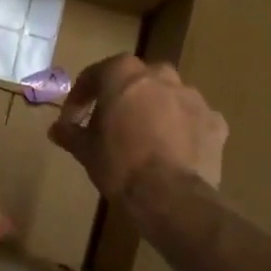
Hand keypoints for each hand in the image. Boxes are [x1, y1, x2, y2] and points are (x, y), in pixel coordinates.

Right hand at [49, 53, 227, 201]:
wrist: (170, 196)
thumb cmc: (119, 164)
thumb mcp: (85, 150)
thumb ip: (70, 133)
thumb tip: (56, 129)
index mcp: (123, 73)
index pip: (94, 76)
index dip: (79, 98)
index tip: (72, 120)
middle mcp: (159, 75)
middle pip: (135, 81)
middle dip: (121, 98)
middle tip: (110, 124)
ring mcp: (192, 97)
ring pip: (166, 97)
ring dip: (154, 111)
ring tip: (144, 139)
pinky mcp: (215, 121)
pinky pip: (192, 119)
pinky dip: (182, 129)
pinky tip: (173, 151)